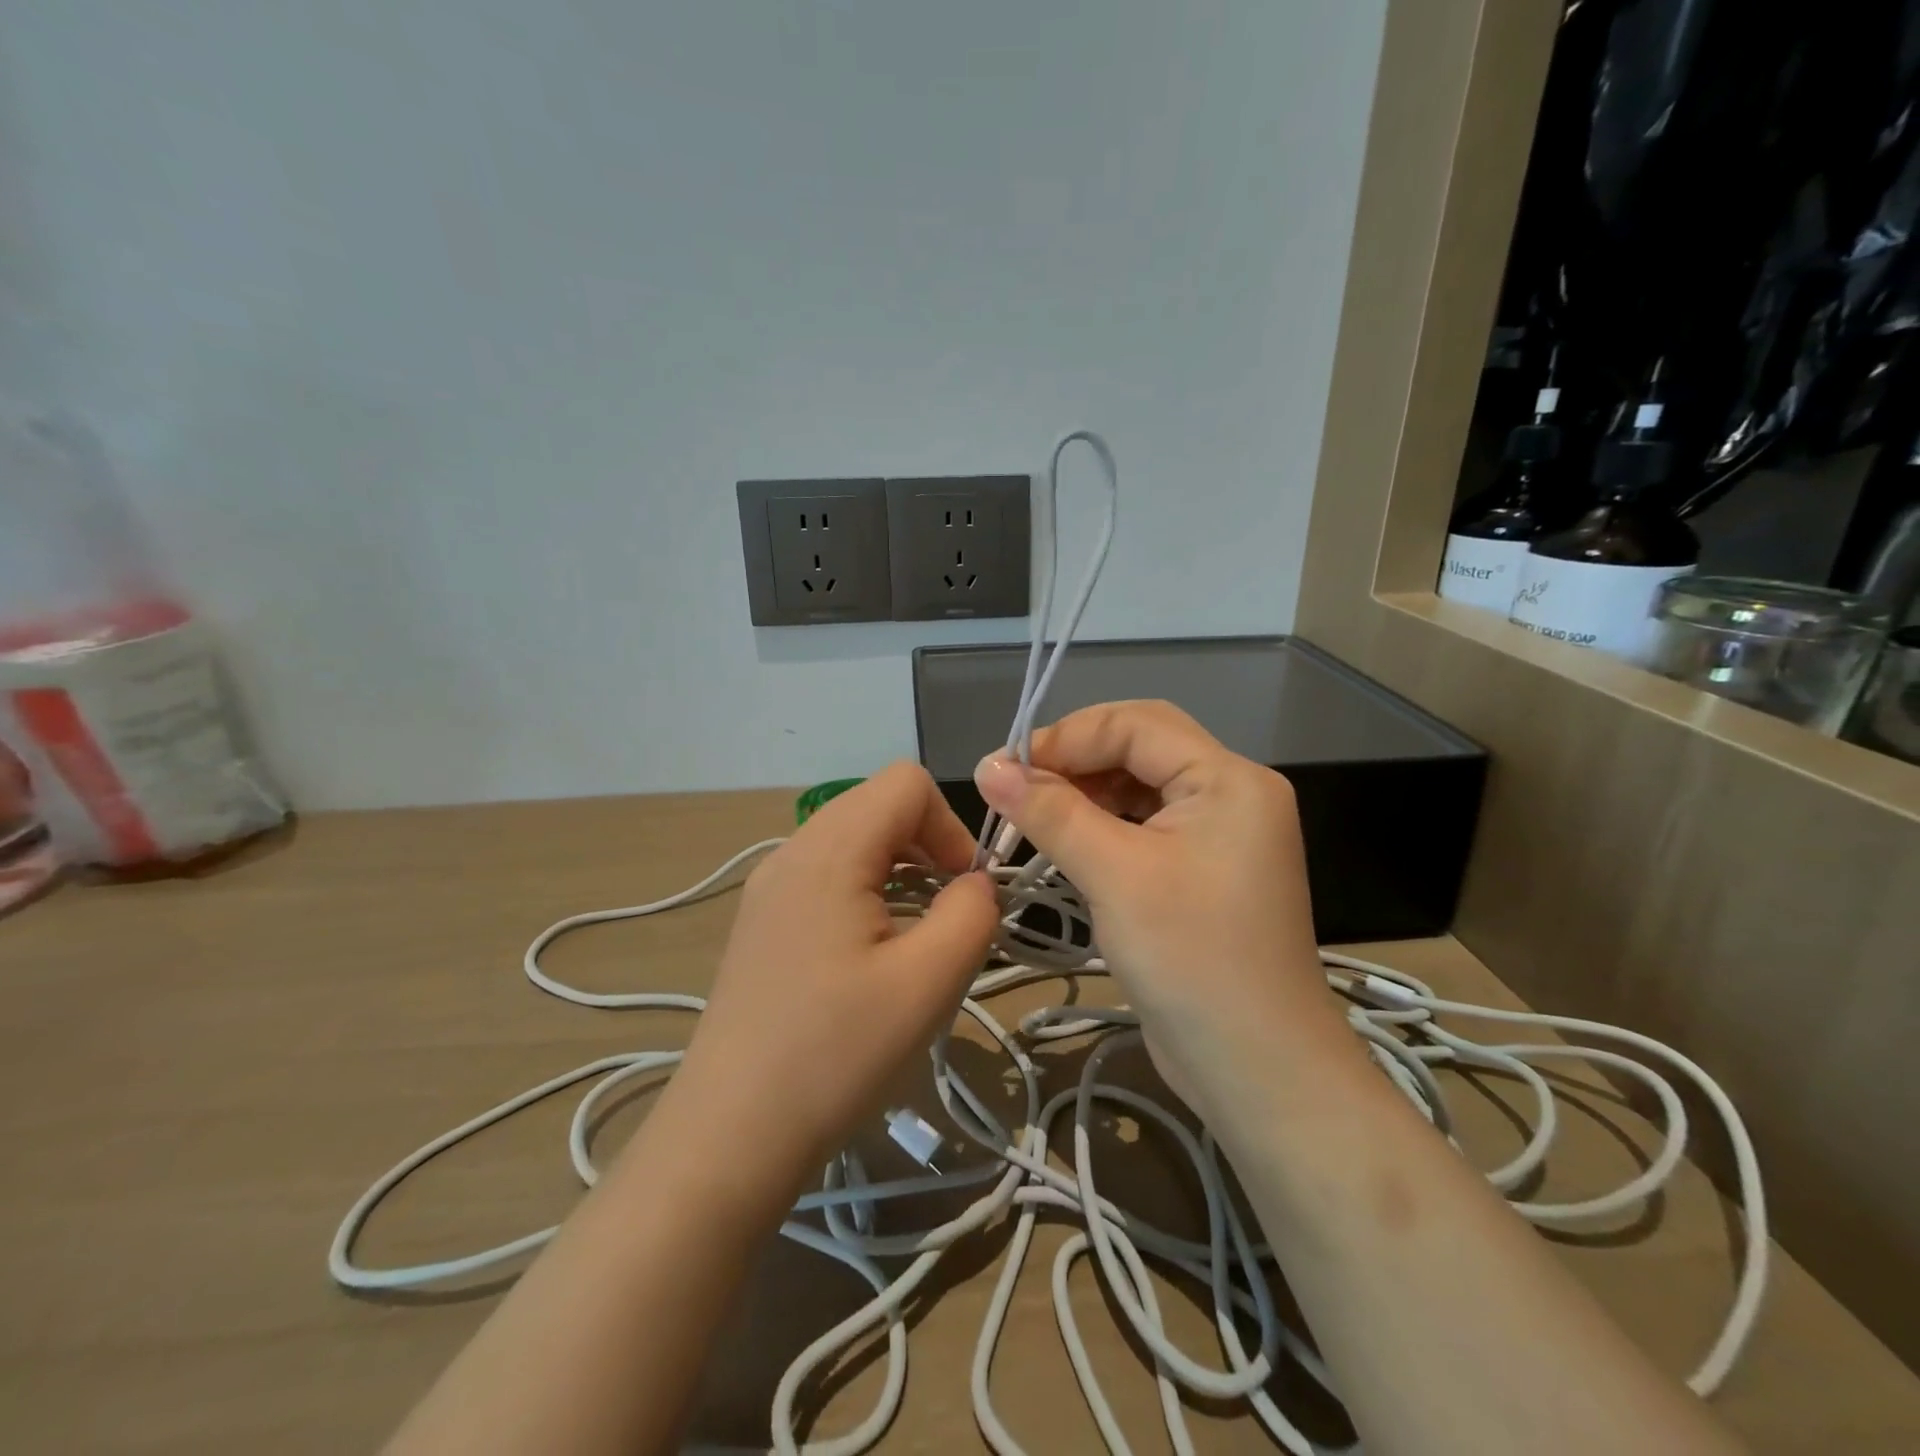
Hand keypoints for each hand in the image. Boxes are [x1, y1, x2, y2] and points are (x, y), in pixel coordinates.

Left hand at [669, 762, 999, 1196]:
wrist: (729, 1135)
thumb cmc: (834, 1055)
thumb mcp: (928, 983)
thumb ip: (972, 913)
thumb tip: (976, 884)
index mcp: (828, 850)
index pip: (907, 782)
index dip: (951, 826)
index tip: (965, 892)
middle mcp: (791, 851)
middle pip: (878, 804)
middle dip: (928, 846)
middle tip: (947, 915)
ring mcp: (769, 886)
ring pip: (853, 839)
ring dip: (899, 870)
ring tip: (914, 937)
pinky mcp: (762, 920)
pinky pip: (827, 874)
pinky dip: (866, 891)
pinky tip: (870, 955)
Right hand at [973, 700, 1357, 1114]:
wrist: (1257, 1071)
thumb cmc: (1191, 961)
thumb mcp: (1115, 875)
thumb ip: (1051, 812)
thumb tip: (988, 766)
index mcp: (1229, 779)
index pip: (1136, 725)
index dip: (1066, 737)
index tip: (1003, 769)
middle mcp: (1231, 794)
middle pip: (1140, 748)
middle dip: (1075, 760)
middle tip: (1014, 788)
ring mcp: (1219, 835)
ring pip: (1138, 787)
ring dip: (1084, 794)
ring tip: (1031, 815)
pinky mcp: (1202, 871)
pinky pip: (1144, 826)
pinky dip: (1101, 827)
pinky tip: (1066, 844)